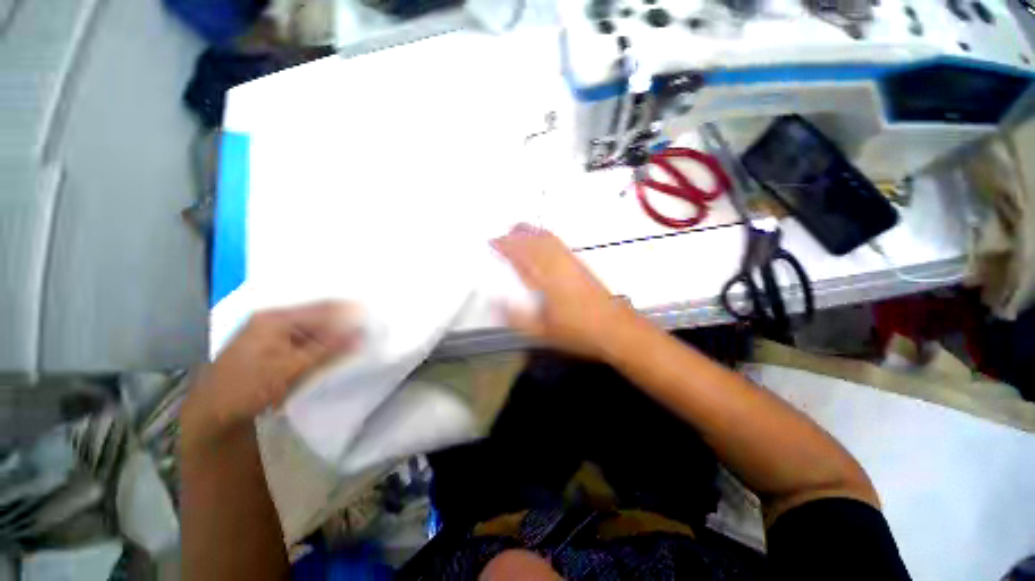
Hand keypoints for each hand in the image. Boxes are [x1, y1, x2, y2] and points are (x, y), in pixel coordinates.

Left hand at [182, 301, 361, 444]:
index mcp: (275, 318)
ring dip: (337, 340)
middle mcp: (276, 322)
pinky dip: (326, 350)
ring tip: (361, 347)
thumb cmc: (246, 388)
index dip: (351, 314)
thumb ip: (328, 350)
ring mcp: (276, 337)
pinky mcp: (279, 352)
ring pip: (317, 333)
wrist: (212, 417)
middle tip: (372, 336)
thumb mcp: (289, 370)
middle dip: (346, 327)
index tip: (376, 323)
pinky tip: (340, 358)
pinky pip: (311, 345)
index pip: (324, 308)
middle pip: (321, 319)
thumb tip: (363, 333)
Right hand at [491, 224, 638, 358]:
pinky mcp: (581, 264)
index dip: (505, 245)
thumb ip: (517, 318)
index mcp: (547, 279)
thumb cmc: (578, 332)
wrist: (616, 329)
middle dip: (517, 233)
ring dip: (531, 232)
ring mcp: (572, 262)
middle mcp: (558, 264)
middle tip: (503, 235)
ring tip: (518, 234)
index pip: (522, 255)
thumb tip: (496, 303)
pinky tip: (542, 244)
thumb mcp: (542, 332)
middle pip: (535, 240)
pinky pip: (559, 243)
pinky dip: (545, 237)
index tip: (491, 242)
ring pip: (548, 238)